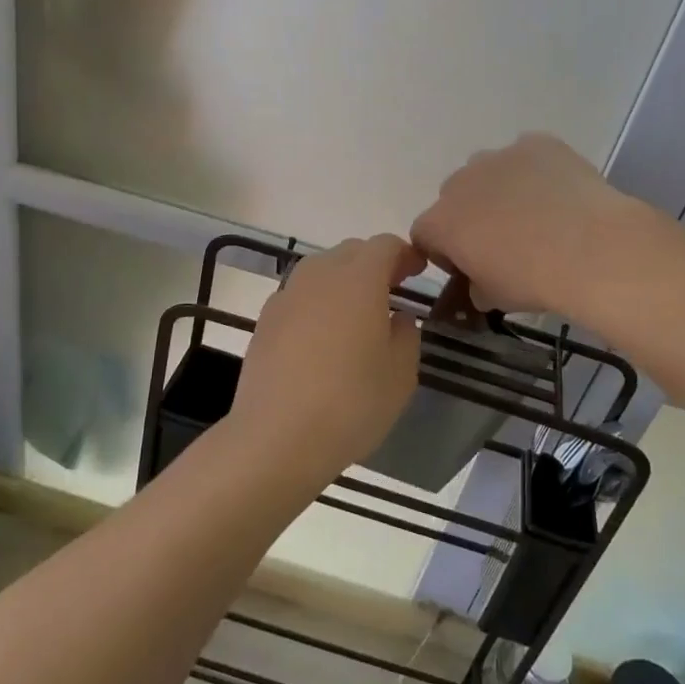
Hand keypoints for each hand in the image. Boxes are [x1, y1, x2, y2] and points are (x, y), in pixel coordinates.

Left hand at [229, 235, 424, 484]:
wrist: (275, 438)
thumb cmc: (350, 403)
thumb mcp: (401, 375)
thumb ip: (407, 335)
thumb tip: (398, 317)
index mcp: (359, 279)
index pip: (385, 245)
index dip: (405, 254)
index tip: (419, 271)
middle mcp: (320, 275)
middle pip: (351, 251)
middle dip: (375, 263)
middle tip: (392, 289)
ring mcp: (287, 295)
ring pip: (321, 270)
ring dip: (343, 279)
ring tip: (357, 313)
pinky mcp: (265, 319)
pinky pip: (300, 295)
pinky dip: (318, 301)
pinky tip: (323, 336)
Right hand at [411, 134, 640, 319]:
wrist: (590, 247)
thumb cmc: (533, 280)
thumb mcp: (495, 298)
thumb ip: (476, 287)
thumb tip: (479, 283)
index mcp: (441, 222)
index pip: (425, 234)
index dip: (444, 251)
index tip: (469, 265)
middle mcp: (460, 182)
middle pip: (455, 198)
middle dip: (471, 216)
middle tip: (505, 241)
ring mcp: (498, 156)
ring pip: (489, 172)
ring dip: (501, 189)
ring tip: (538, 214)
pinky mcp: (536, 143)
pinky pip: (527, 156)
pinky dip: (537, 172)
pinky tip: (561, 194)